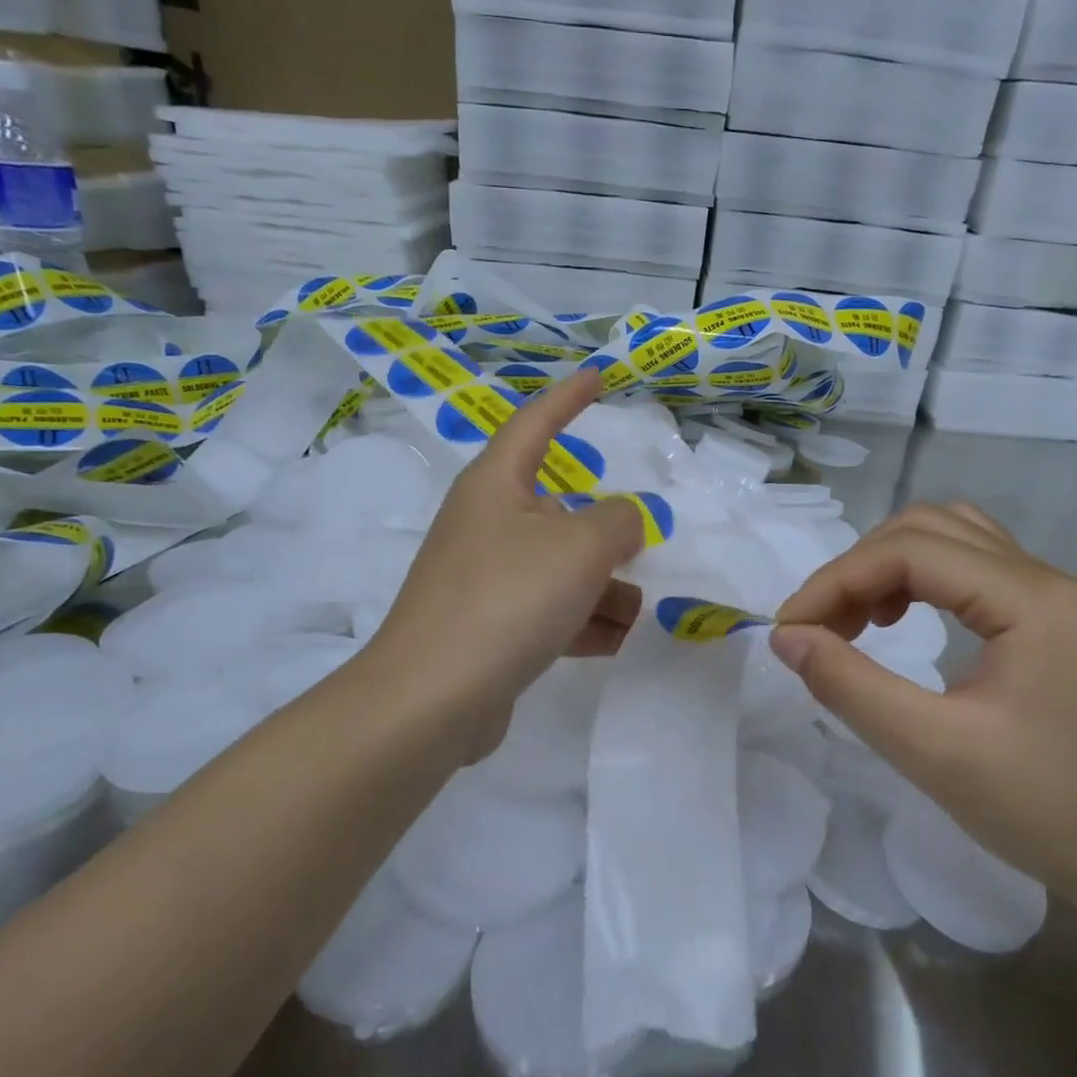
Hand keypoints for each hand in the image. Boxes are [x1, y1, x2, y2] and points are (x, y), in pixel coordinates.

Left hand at [360, 370, 644, 763]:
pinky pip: (547, 610)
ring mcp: (484, 578)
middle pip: (559, 512)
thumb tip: (623, 522)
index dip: (569, 398)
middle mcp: (486, 524)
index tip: (598, 378)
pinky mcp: (488, 626)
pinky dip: (581, 621)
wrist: (434, 698)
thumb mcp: (581, 548)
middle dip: (604, 535)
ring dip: (602, 589)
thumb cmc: (508, 599)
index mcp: (496, 485)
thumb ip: (619, 522)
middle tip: (641, 550)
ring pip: (559, 568)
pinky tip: (613, 642)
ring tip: (636, 615)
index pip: (535, 422)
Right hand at [771, 502, 1076, 906]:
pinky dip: (917, 581)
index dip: (835, 580)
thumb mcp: (933, 750)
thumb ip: (850, 686)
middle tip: (819, 628)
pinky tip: (899, 624)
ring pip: (947, 539)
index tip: (789, 630)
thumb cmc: (1047, 808)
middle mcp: (1039, 578)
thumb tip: (787, 638)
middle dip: (857, 569)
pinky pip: (967, 569)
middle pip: (926, 528)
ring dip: (887, 567)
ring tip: (855, 621)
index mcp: (1026, 597)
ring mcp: (1046, 597)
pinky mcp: (1043, 621)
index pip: (907, 551)